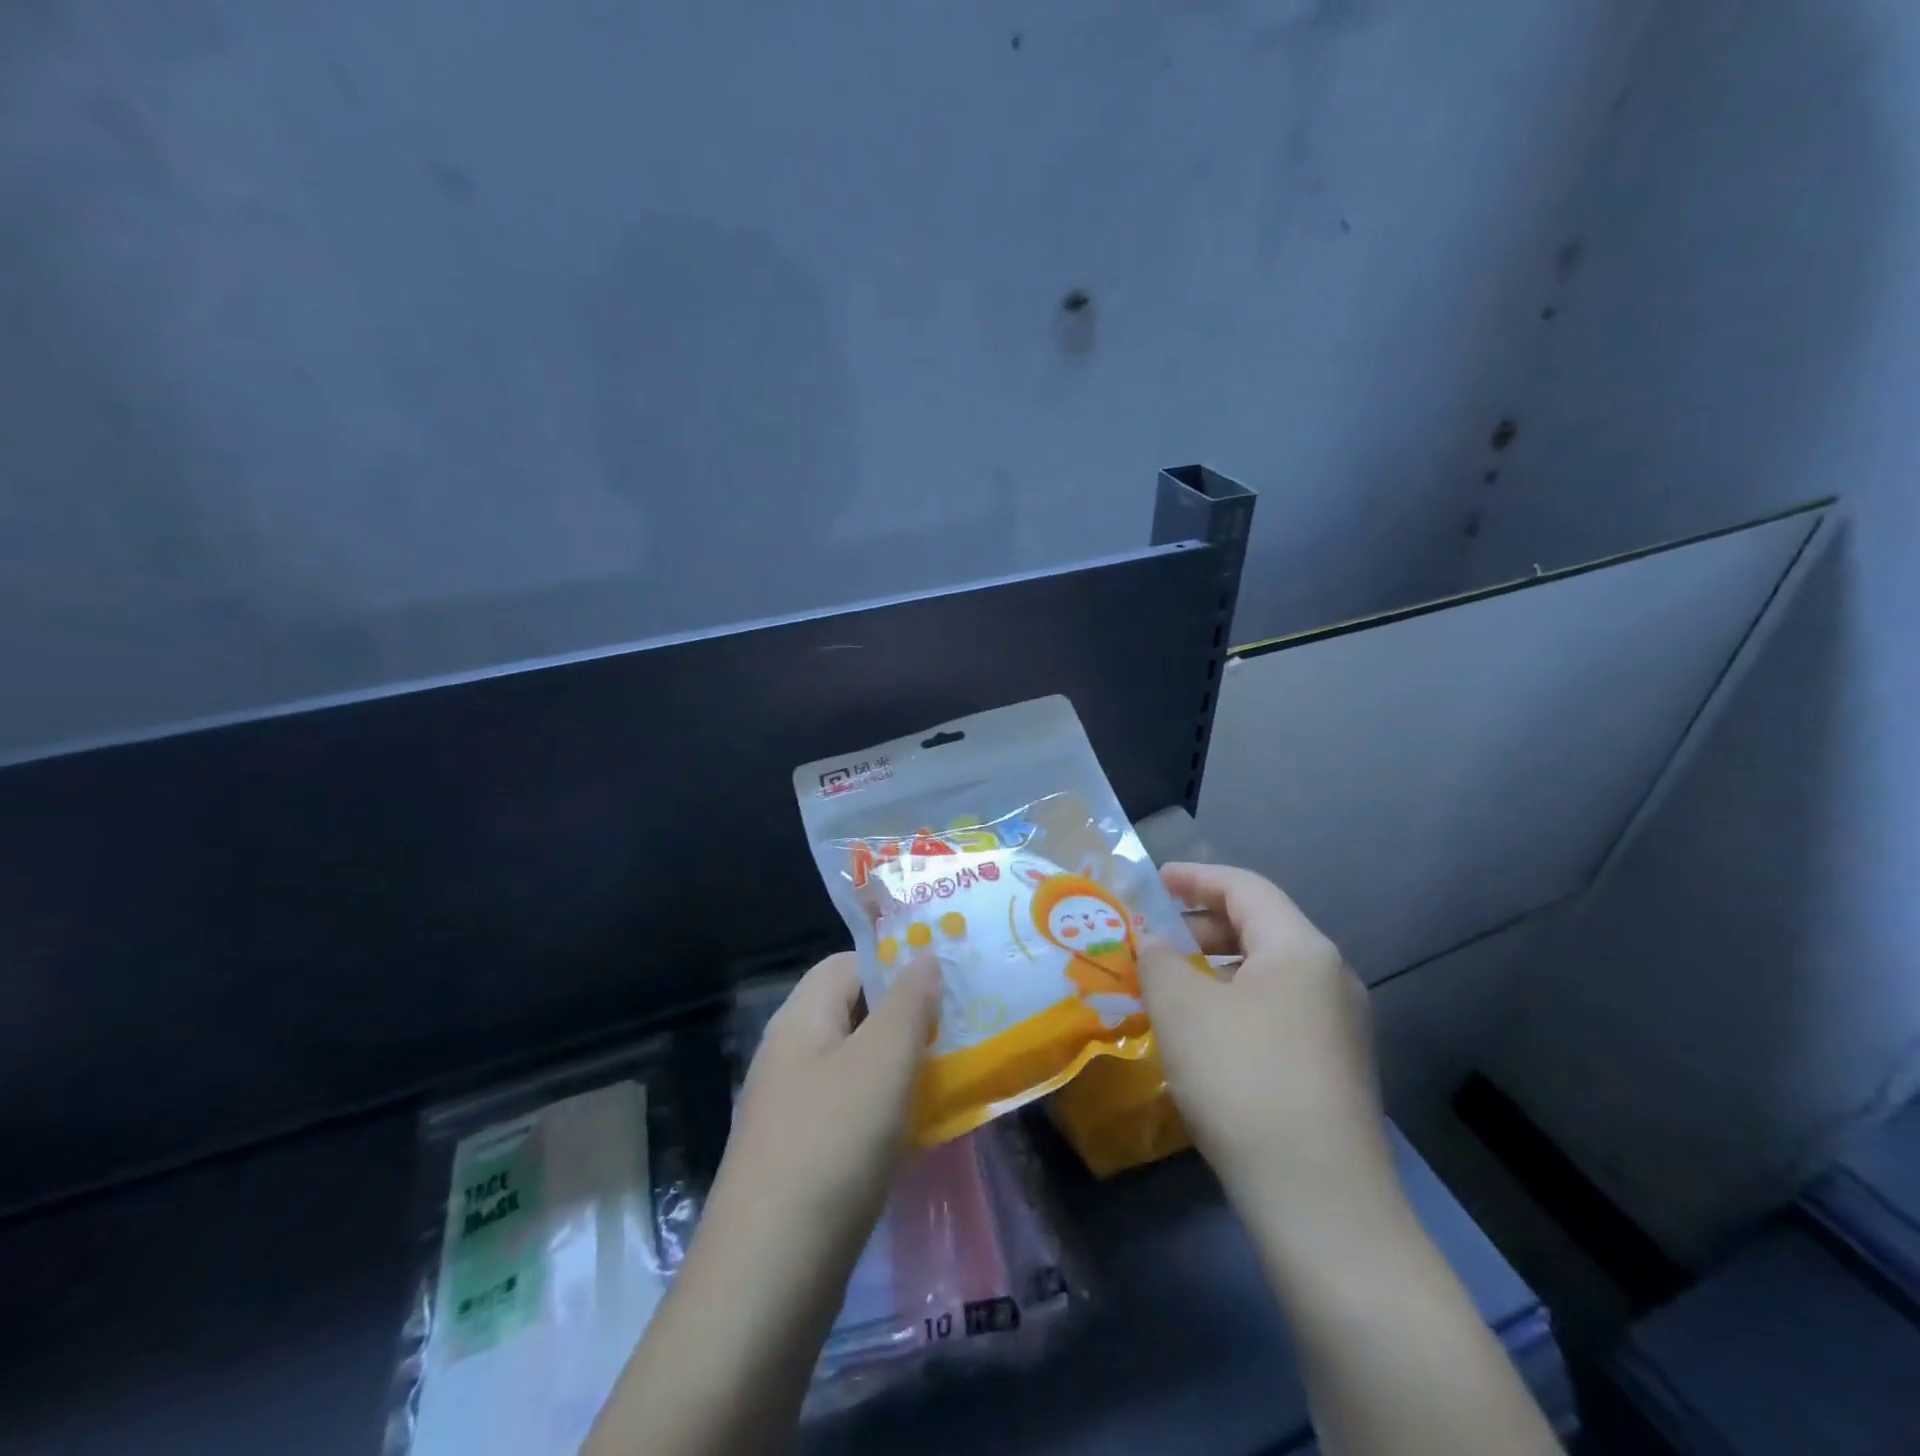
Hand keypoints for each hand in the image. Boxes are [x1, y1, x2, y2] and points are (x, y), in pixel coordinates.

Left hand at [715, 951, 942, 1265]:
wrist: (767, 1277)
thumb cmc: (832, 1145)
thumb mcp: (882, 1061)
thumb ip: (909, 1003)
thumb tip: (925, 957)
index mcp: (801, 1017)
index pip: (849, 963)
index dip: (896, 964)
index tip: (947, 982)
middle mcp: (790, 1053)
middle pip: (854, 1013)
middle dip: (907, 1017)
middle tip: (961, 1030)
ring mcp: (791, 1107)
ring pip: (857, 1065)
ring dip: (901, 1066)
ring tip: (952, 1076)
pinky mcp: (800, 1155)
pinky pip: (851, 1111)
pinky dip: (887, 1109)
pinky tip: (919, 1130)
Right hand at [1137, 863, 1392, 1206]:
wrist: (1320, 1200)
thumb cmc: (1243, 1079)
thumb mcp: (1182, 1008)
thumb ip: (1159, 960)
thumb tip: (1153, 943)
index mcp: (1300, 948)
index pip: (1245, 888)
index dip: (1195, 877)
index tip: (1153, 882)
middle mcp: (1330, 977)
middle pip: (1259, 927)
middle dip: (1199, 926)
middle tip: (1152, 939)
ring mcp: (1339, 1026)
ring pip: (1267, 974)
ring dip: (1214, 969)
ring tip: (1168, 987)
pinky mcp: (1334, 1068)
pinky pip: (1276, 1011)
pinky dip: (1234, 1003)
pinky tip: (1202, 1034)